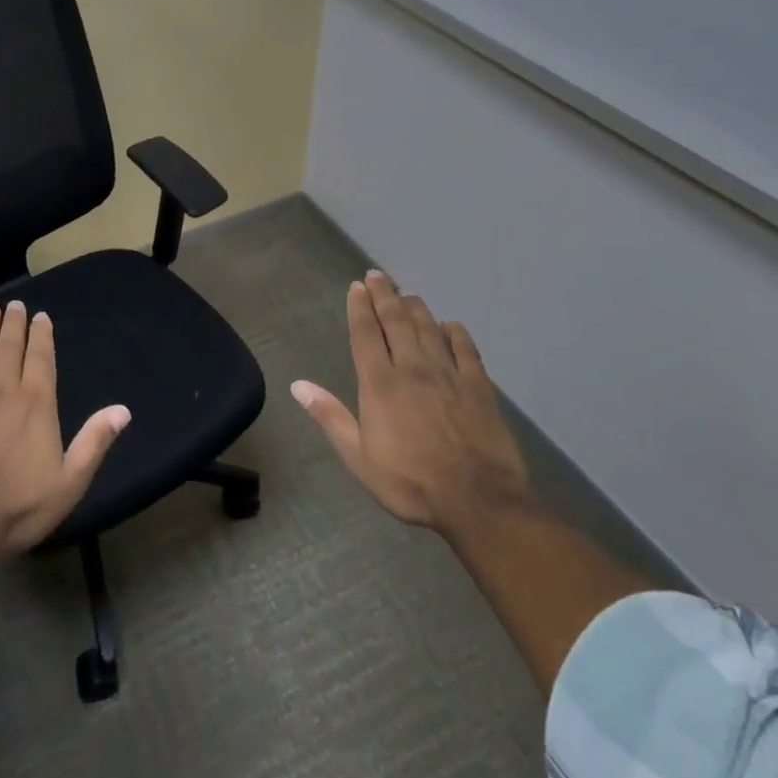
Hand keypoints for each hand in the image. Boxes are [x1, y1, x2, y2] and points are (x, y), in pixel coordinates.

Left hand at [0, 299, 130, 559]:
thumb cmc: (21, 508)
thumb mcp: (70, 482)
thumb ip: (94, 442)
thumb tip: (123, 410)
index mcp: (37, 405)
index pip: (41, 358)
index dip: (41, 335)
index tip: (40, 316)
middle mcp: (4, 392)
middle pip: (10, 347)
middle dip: (13, 323)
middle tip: (13, 303)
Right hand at [292, 271, 529, 541]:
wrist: (479, 501)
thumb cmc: (411, 482)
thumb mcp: (359, 458)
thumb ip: (330, 417)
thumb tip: (298, 385)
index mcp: (380, 384)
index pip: (365, 334)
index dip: (359, 308)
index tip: (356, 286)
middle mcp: (412, 369)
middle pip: (396, 322)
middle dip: (384, 296)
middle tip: (377, 275)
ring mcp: (449, 375)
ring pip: (429, 329)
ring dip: (416, 308)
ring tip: (406, 294)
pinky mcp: (479, 387)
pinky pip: (466, 351)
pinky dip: (456, 333)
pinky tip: (451, 325)